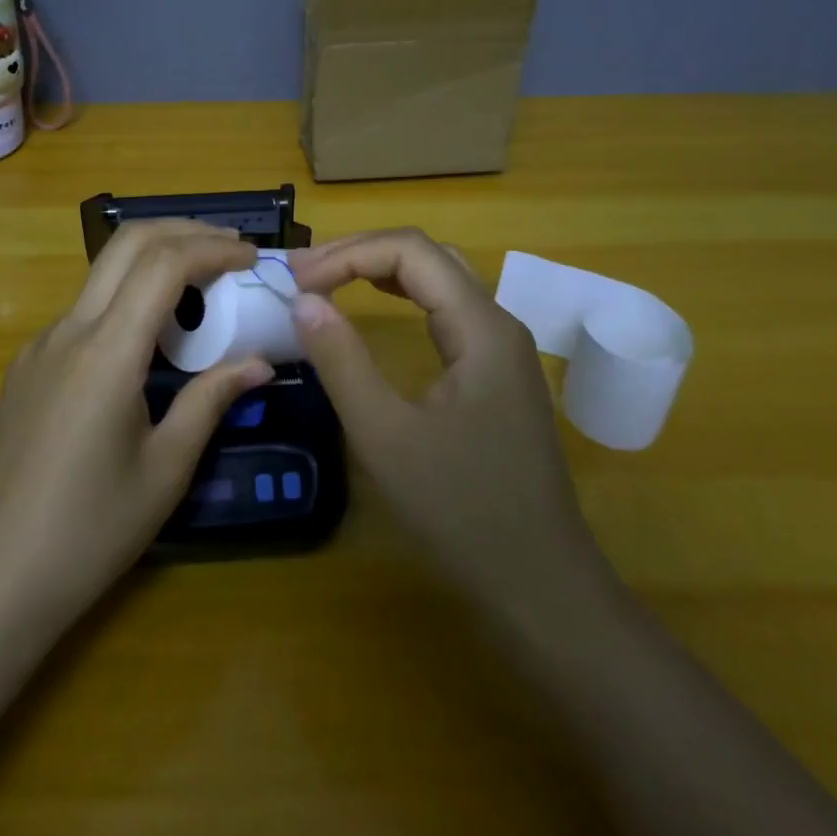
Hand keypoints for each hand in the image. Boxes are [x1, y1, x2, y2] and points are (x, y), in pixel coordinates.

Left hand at [0, 219, 273, 628]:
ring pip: (102, 273)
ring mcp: (40, 346)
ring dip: (154, 262)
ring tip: (202, 287)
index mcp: (106, 353)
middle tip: (231, 250)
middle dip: (183, 232)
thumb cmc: (90, 531)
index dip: (213, 248)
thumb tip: (259, 363)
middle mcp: (67, 331)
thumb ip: (211, 401)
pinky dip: (127, 297)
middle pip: (126, 244)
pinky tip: (151, 337)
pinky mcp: (27, 366)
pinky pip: (85, 310)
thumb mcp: (166, 469)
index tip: (252, 257)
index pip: (163, 264)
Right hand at [288, 229, 609, 625]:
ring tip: (326, 279)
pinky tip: (374, 306)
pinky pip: (445, 309)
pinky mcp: (495, 372)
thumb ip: (342, 360)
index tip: (296, 282)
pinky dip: (401, 295)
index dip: (348, 254)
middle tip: (303, 273)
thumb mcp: (385, 436)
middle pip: (427, 255)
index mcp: (481, 327)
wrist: (540, 584)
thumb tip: (303, 300)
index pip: (410, 251)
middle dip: (360, 252)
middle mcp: (497, 323)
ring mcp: (501, 348)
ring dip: (380, 269)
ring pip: (439, 278)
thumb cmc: (461, 511)